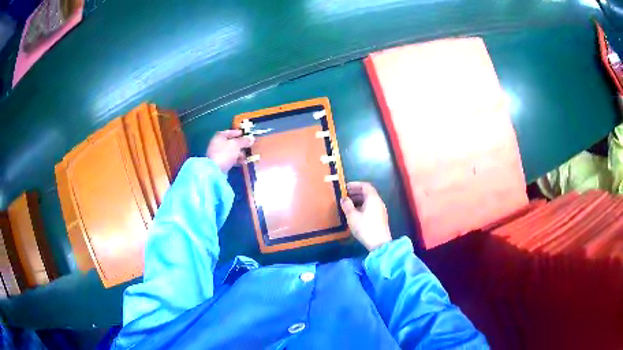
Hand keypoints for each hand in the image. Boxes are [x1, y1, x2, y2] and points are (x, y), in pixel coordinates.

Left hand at [206, 130, 253, 173]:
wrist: (214, 170)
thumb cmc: (225, 153)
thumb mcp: (236, 145)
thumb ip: (244, 141)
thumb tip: (251, 139)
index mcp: (219, 136)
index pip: (229, 132)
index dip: (238, 133)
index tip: (245, 134)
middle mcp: (217, 144)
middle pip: (230, 142)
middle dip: (240, 145)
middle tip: (249, 146)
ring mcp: (217, 154)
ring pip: (231, 151)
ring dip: (239, 153)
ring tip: (247, 156)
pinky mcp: (219, 163)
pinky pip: (229, 159)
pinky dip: (236, 160)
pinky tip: (243, 162)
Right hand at [340, 182, 391, 251]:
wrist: (379, 243)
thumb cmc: (365, 227)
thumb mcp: (352, 216)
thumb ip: (347, 205)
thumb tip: (344, 198)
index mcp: (373, 198)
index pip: (365, 185)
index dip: (355, 184)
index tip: (345, 187)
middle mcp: (378, 201)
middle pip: (368, 192)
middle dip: (356, 192)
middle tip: (345, 195)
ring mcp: (381, 210)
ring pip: (370, 200)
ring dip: (359, 199)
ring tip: (348, 204)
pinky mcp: (381, 217)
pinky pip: (371, 206)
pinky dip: (363, 205)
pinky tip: (356, 212)